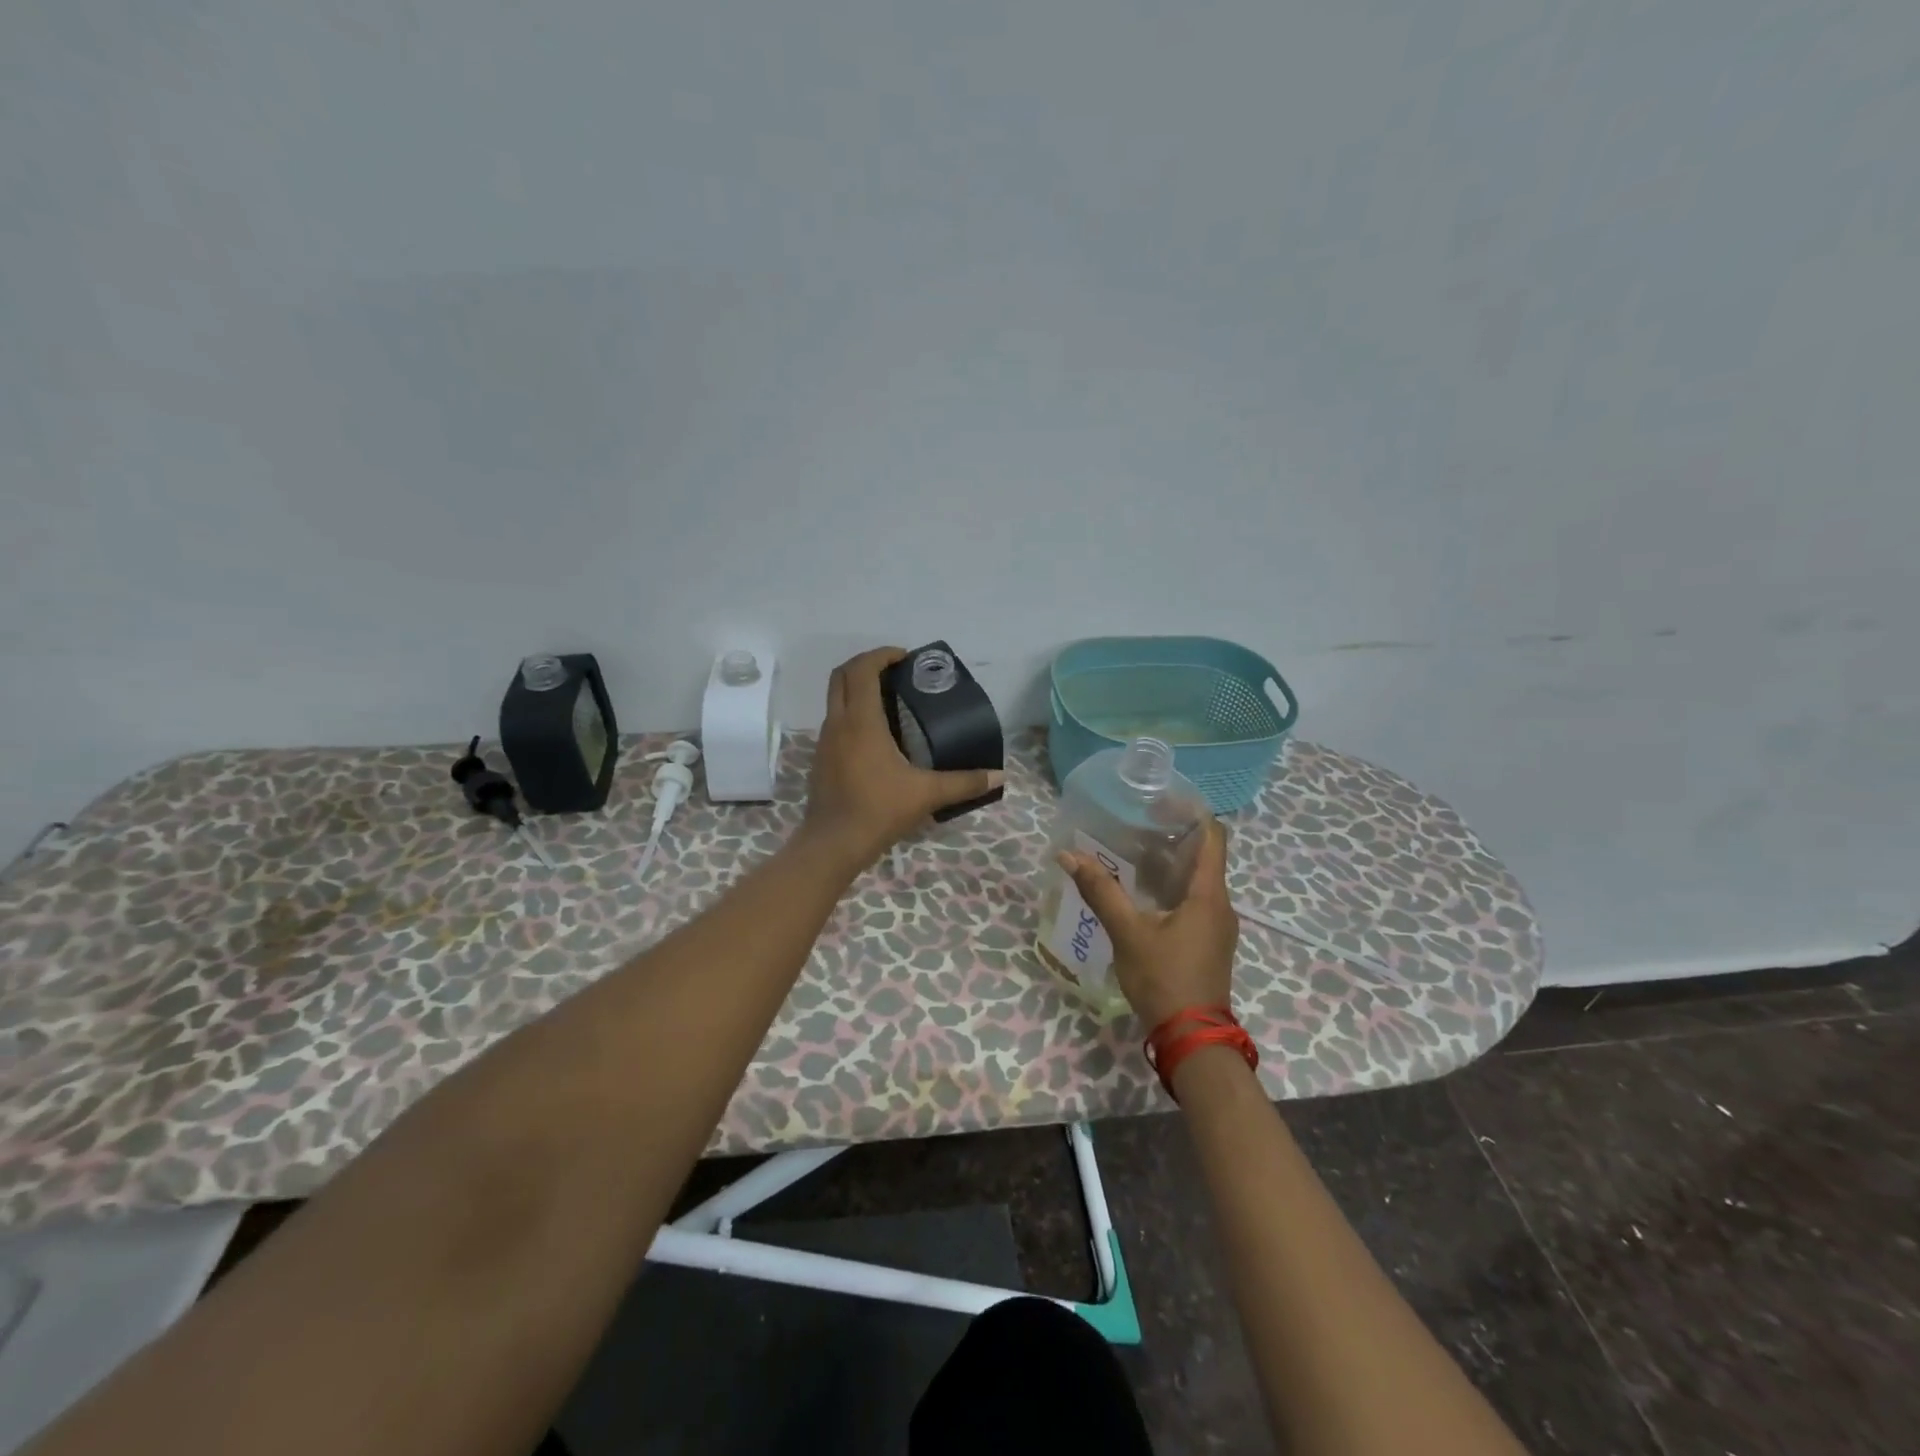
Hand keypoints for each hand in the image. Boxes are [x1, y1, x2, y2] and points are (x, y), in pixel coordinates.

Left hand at [800, 647, 1004, 871]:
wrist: (833, 844)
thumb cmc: (878, 810)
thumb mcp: (927, 794)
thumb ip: (964, 782)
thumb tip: (999, 777)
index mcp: (860, 721)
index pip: (862, 669)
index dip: (881, 655)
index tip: (905, 658)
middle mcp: (837, 723)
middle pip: (841, 676)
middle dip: (866, 665)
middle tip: (895, 672)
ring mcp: (824, 741)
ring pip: (835, 698)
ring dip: (857, 689)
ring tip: (889, 700)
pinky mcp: (821, 758)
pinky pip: (835, 721)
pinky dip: (852, 713)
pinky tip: (876, 735)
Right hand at [1059, 820, 1238, 1029]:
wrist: (1192, 1038)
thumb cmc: (1164, 978)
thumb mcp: (1128, 932)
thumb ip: (1100, 891)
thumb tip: (1068, 855)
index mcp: (1208, 894)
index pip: (1213, 836)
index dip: (1192, 812)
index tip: (1161, 801)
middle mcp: (1219, 904)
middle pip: (1204, 855)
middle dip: (1172, 835)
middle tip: (1135, 822)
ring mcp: (1216, 925)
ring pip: (1197, 880)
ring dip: (1170, 862)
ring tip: (1132, 850)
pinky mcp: (1207, 941)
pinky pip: (1193, 900)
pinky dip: (1171, 886)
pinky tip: (1141, 891)